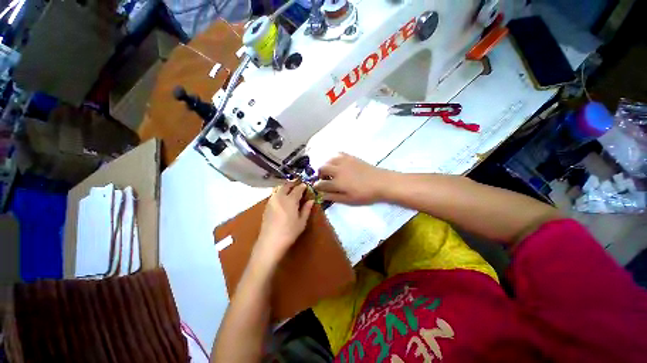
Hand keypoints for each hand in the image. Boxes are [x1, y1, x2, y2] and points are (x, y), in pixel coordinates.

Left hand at [254, 182, 314, 264]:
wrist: (270, 242)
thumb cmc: (289, 232)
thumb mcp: (301, 222)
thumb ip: (306, 209)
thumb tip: (311, 200)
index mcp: (290, 200)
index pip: (297, 189)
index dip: (302, 186)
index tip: (306, 185)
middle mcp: (280, 197)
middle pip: (286, 186)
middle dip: (292, 183)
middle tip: (297, 185)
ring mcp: (272, 201)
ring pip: (278, 188)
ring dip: (285, 187)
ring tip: (290, 190)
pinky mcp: (267, 206)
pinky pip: (274, 194)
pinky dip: (279, 192)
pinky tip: (282, 198)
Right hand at [314, 153, 393, 204]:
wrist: (381, 182)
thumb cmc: (365, 194)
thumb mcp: (349, 200)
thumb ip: (334, 197)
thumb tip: (321, 195)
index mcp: (337, 183)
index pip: (321, 184)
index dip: (317, 186)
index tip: (317, 188)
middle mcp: (338, 170)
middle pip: (322, 168)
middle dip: (320, 174)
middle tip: (325, 179)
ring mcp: (344, 161)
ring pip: (328, 160)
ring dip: (326, 165)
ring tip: (331, 171)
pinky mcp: (350, 157)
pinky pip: (338, 153)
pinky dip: (334, 158)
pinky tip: (338, 163)